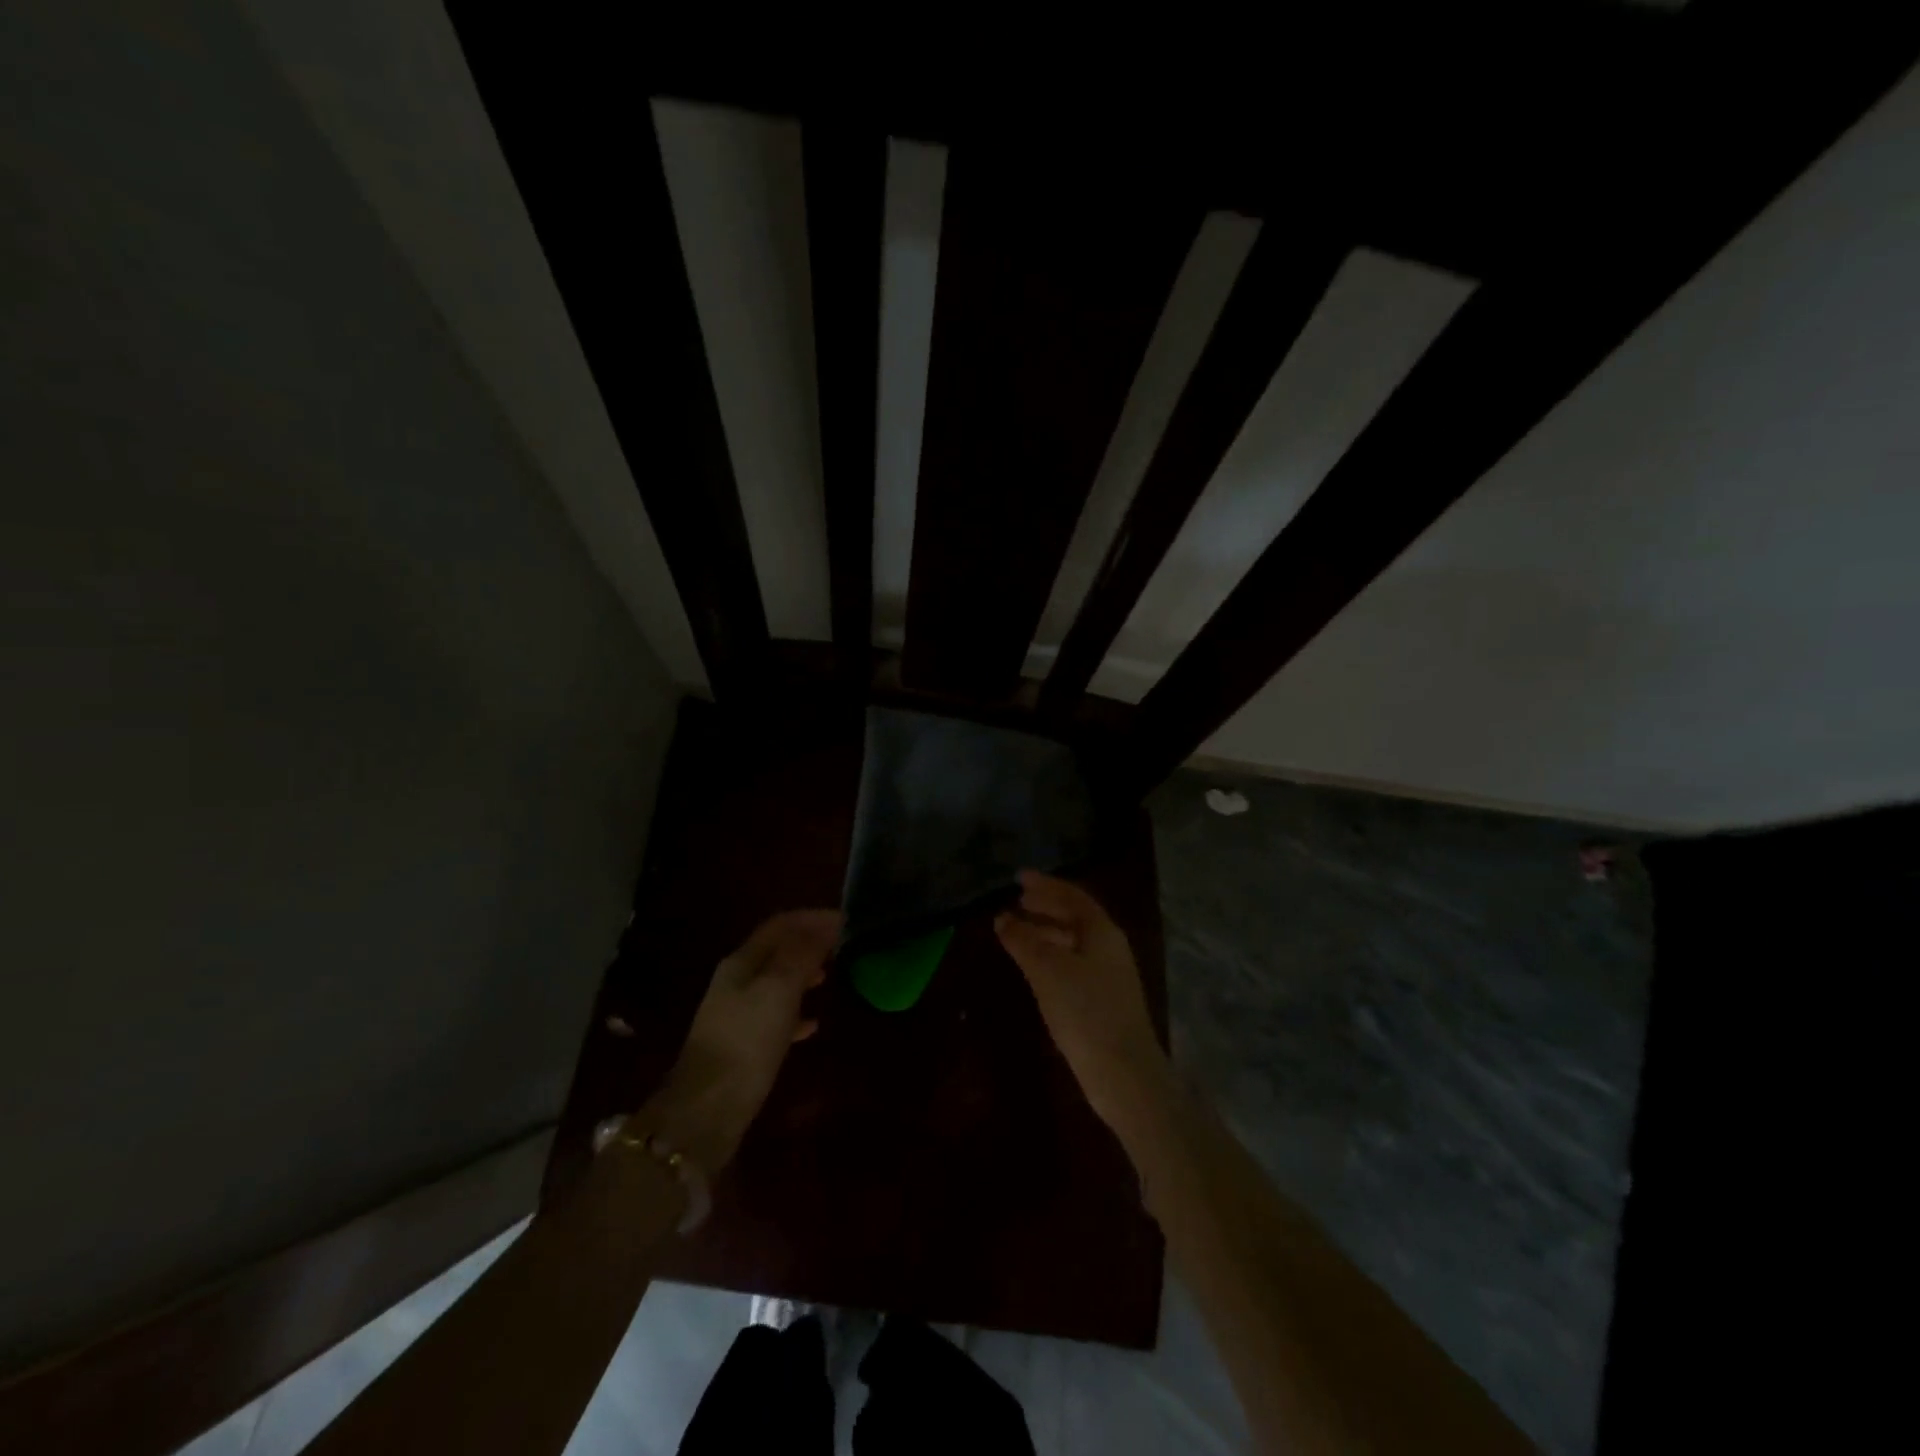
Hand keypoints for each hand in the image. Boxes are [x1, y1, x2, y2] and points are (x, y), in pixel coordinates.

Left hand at [644, 909, 839, 1171]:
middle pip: (777, 951)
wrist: (708, 1110)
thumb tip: (826, 924)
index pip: (780, 924)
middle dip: (809, 943)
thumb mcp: (780, 990)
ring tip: (831, 976)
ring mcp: (738, 1014)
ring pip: (777, 982)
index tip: (845, 919)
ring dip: (804, 974)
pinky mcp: (744, 1044)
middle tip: (843, 946)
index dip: (812, 918)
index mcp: (742, 962)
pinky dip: (797, 1012)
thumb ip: (802, 954)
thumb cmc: (747, 1040)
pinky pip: (776, 1016)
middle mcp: (737, 981)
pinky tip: (814, 1024)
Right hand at [994, 871, 1166, 1130]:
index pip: (1073, 896)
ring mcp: (1109, 975)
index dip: (1045, 885)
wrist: (1124, 1073)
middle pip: (1075, 917)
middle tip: (1016, 901)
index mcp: (1102, 932)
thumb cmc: (1085, 1011)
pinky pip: (1073, 963)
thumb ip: (1023, 940)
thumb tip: (1002, 918)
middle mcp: (1109, 947)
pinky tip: (1034, 968)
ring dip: (1046, 932)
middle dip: (1045, 906)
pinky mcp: (1103, 1001)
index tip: (1018, 878)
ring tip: (1016, 933)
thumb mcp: (1047, 970)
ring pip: (1073, 941)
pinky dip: (1051, 956)